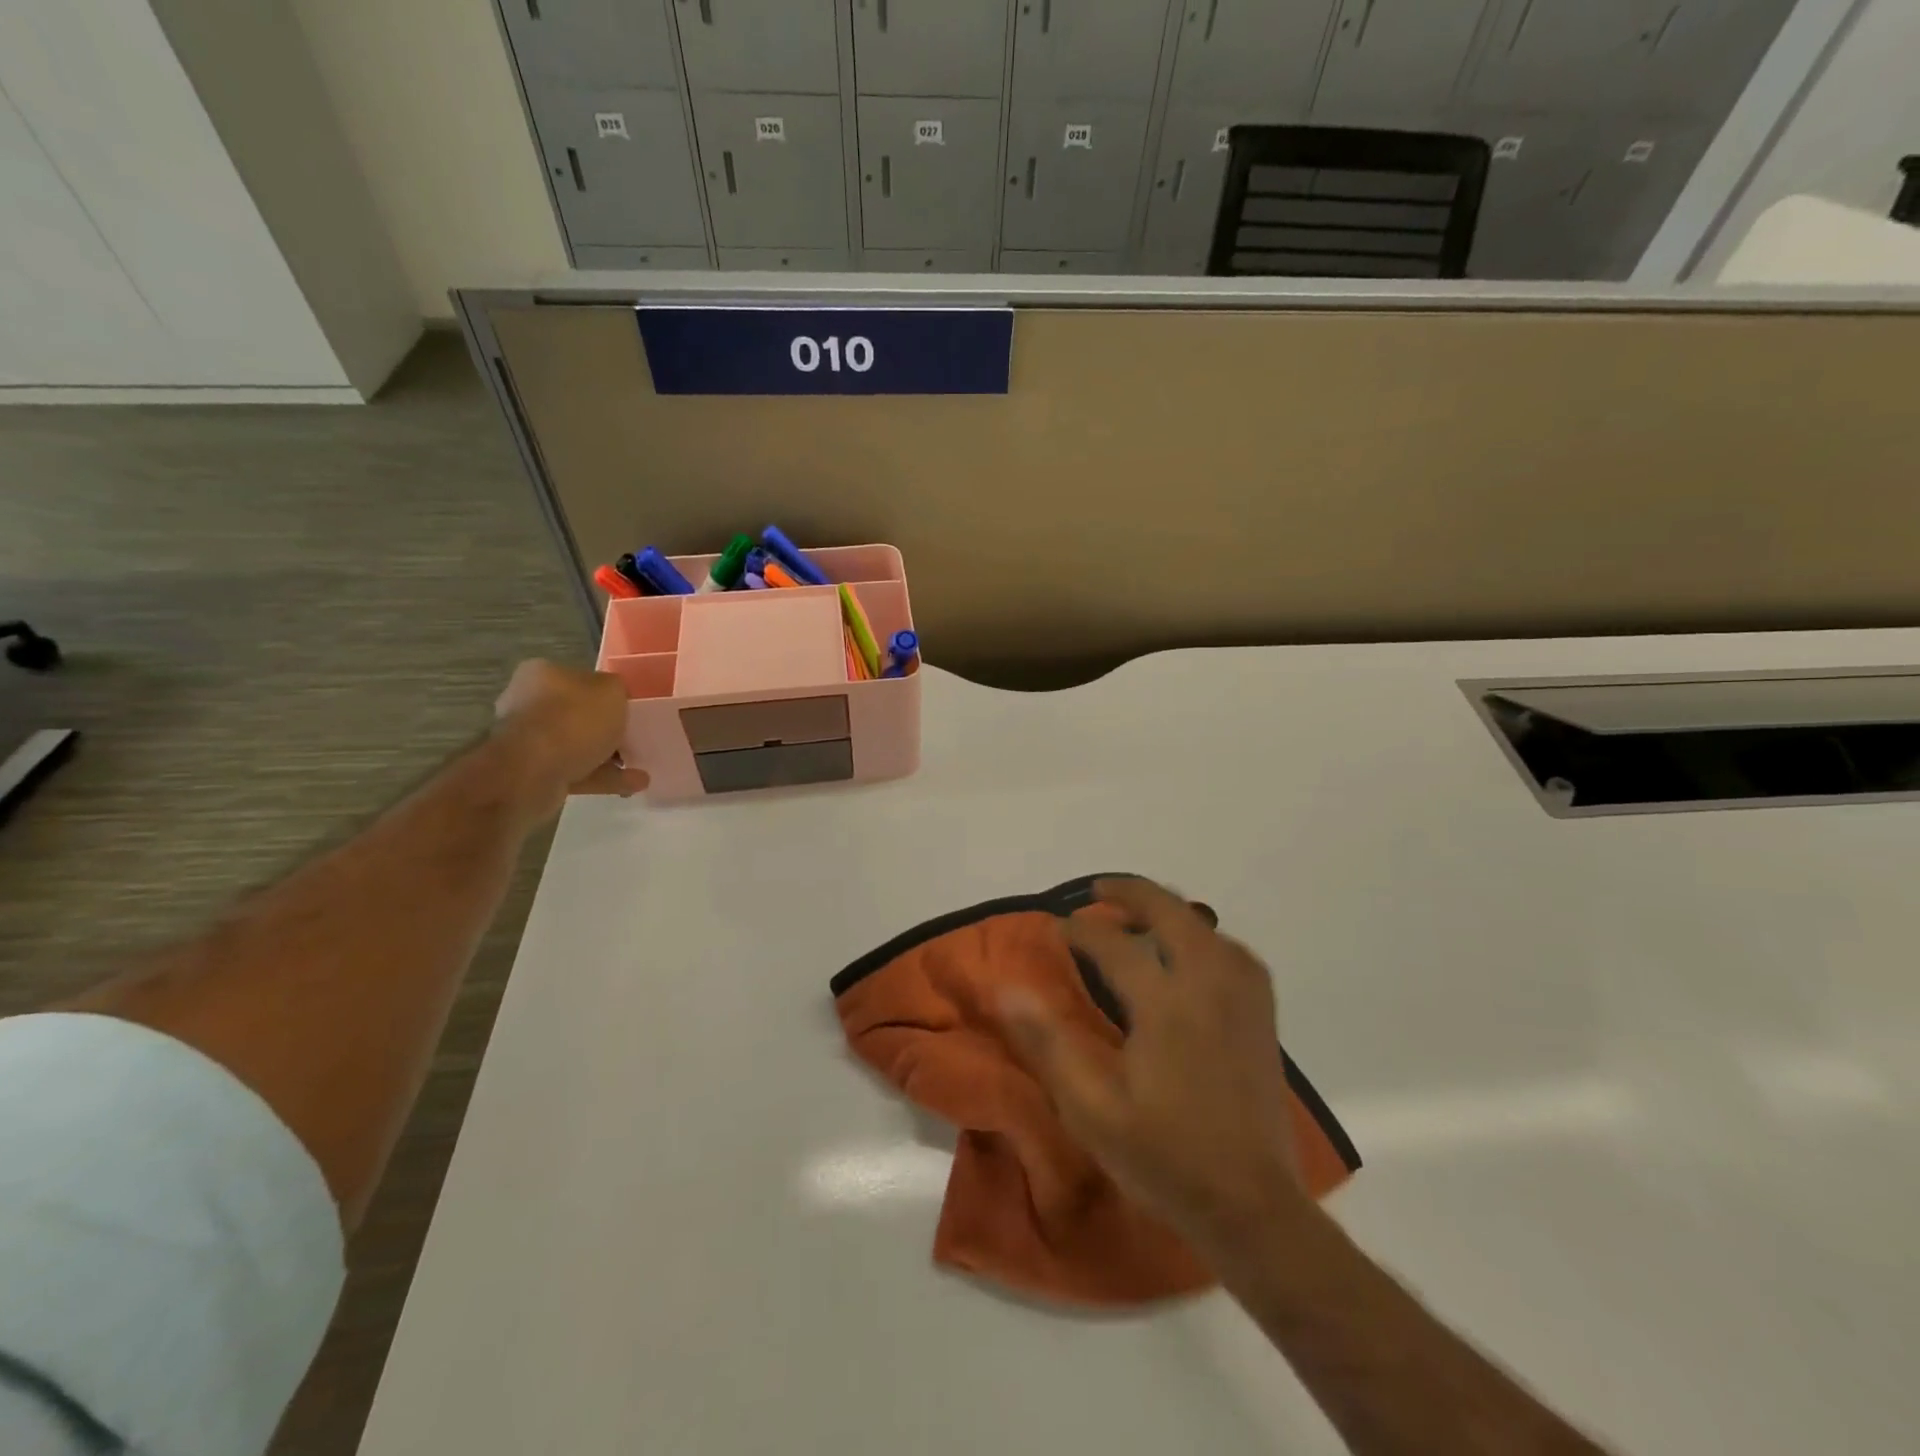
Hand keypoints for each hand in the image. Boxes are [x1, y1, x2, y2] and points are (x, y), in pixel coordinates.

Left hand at [492, 659, 646, 811]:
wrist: (532, 770)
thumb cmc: (574, 718)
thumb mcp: (612, 689)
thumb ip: (617, 688)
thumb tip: (614, 696)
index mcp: (542, 674)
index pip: (578, 679)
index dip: (605, 694)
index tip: (627, 709)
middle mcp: (528, 703)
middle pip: (576, 714)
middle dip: (606, 729)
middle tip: (633, 738)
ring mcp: (527, 741)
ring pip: (577, 746)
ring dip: (609, 757)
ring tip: (640, 768)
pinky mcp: (532, 772)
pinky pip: (575, 771)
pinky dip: (602, 777)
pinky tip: (631, 784)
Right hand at [1000, 877, 1305, 1255]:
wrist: (1252, 1207)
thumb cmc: (1164, 1157)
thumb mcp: (1090, 1108)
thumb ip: (1048, 1043)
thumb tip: (1008, 988)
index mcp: (1167, 1003)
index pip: (1113, 944)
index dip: (1080, 929)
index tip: (1054, 926)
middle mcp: (1210, 984)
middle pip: (1171, 912)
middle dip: (1131, 892)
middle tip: (1096, 891)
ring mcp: (1243, 998)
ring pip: (1207, 927)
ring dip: (1169, 911)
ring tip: (1138, 916)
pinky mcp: (1263, 1016)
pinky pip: (1232, 952)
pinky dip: (1204, 937)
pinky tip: (1190, 954)